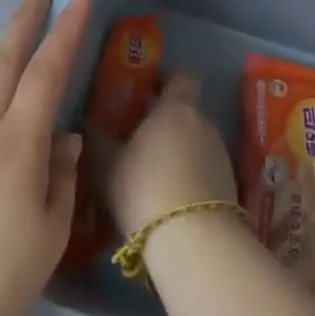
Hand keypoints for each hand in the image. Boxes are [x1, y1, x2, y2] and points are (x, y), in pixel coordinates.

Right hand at [101, 73, 236, 236]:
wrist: (193, 238)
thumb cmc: (144, 188)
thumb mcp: (107, 166)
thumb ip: (96, 140)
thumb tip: (84, 122)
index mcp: (176, 108)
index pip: (180, 77)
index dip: (165, 80)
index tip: (146, 91)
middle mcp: (203, 122)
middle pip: (187, 112)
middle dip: (167, 122)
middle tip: (140, 140)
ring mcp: (220, 153)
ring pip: (197, 141)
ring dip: (179, 151)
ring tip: (153, 175)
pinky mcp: (230, 183)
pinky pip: (206, 169)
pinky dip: (191, 176)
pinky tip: (172, 199)